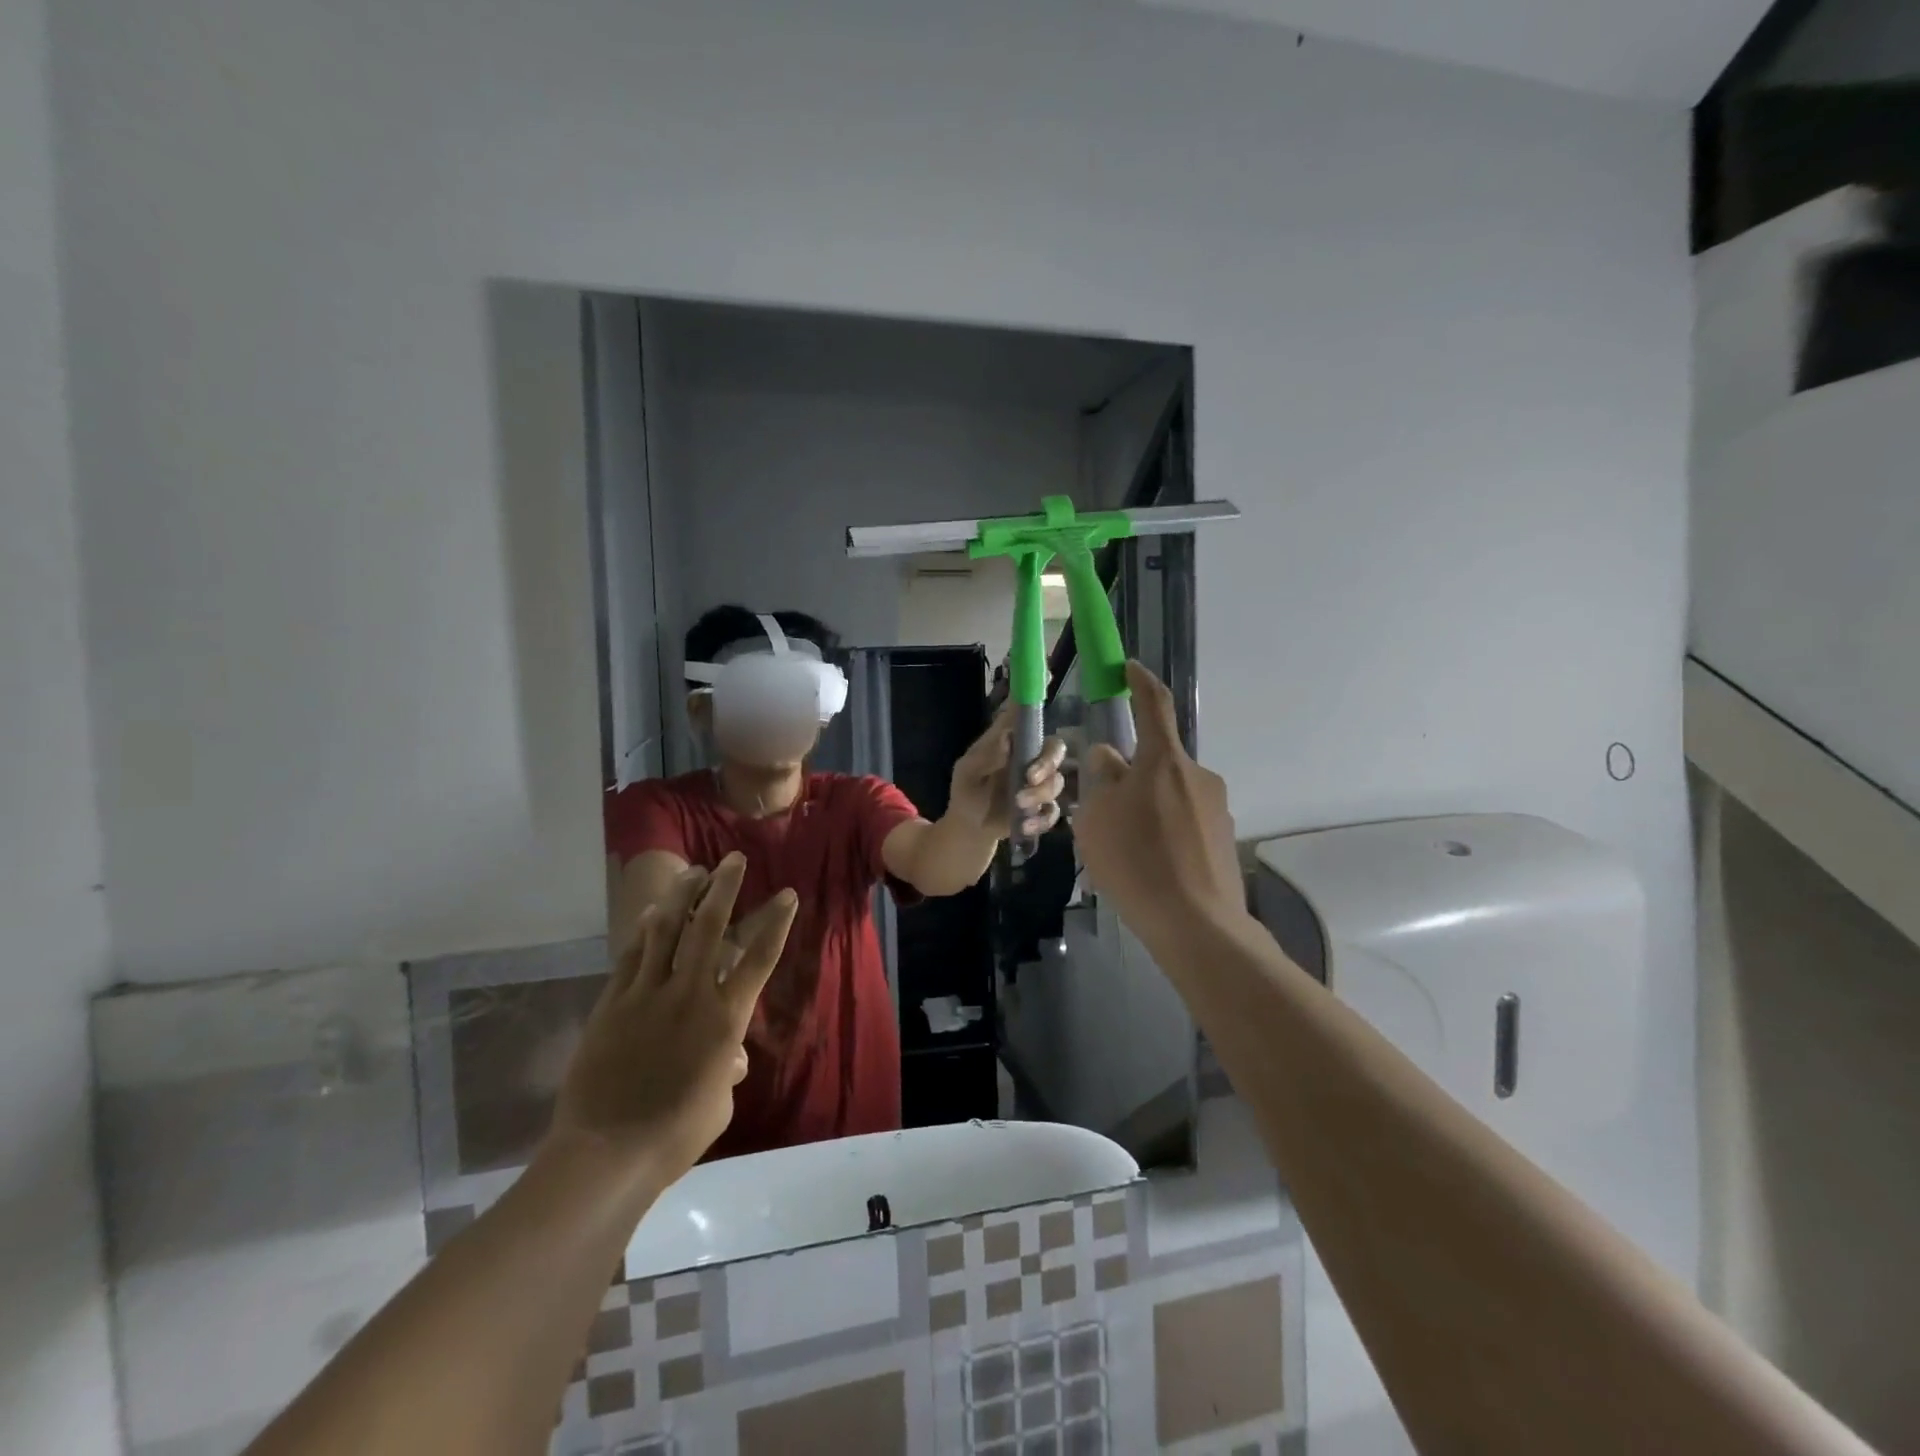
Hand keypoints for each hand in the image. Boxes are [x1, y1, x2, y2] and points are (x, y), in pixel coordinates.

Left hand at [547, 853, 797, 1183]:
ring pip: (666, 931)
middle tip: (733, 860)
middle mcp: (689, 994)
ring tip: (692, 872)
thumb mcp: (719, 1101)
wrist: (607, 1152)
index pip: (759, 958)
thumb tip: (731, 1056)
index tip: (787, 894)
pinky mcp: (613, 1004)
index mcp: (725, 1018)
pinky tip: (649, 914)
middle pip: (710, 927)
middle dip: (724, 888)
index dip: (776, 922)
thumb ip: (728, 1068)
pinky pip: (631, 956)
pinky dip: (643, 931)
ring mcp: (647, 994)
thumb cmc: (675, 1133)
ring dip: (682, 897)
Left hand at [947, 704, 1068, 838]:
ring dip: (1040, 793)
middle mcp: (1029, 758)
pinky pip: (1054, 810)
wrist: (970, 827)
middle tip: (1030, 777)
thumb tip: (1008, 738)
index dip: (1034, 697)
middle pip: (1055, 748)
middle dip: (1048, 762)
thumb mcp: (967, 773)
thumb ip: (985, 757)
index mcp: (1010, 742)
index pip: (1024, 714)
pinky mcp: (1042, 807)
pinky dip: (1041, 818)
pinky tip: (1024, 825)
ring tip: (1018, 805)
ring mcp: (1038, 783)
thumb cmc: (966, 792)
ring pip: (1057, 781)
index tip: (1046, 676)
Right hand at [1073, 661, 1245, 940]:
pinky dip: (1165, 834)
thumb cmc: (1136, 862)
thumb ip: (1101, 780)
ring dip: (1147, 809)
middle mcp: (1197, 775)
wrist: (1197, 925)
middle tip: (1103, 813)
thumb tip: (1110, 759)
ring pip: (1169, 795)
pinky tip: (1151, 868)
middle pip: (1156, 762)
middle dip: (1130, 777)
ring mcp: (1216, 808)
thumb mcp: (1096, 819)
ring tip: (1125, 851)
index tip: (1130, 668)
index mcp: (1163, 761)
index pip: (1153, 705)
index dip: (1140, 682)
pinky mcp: (1224, 838)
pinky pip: (1185, 823)